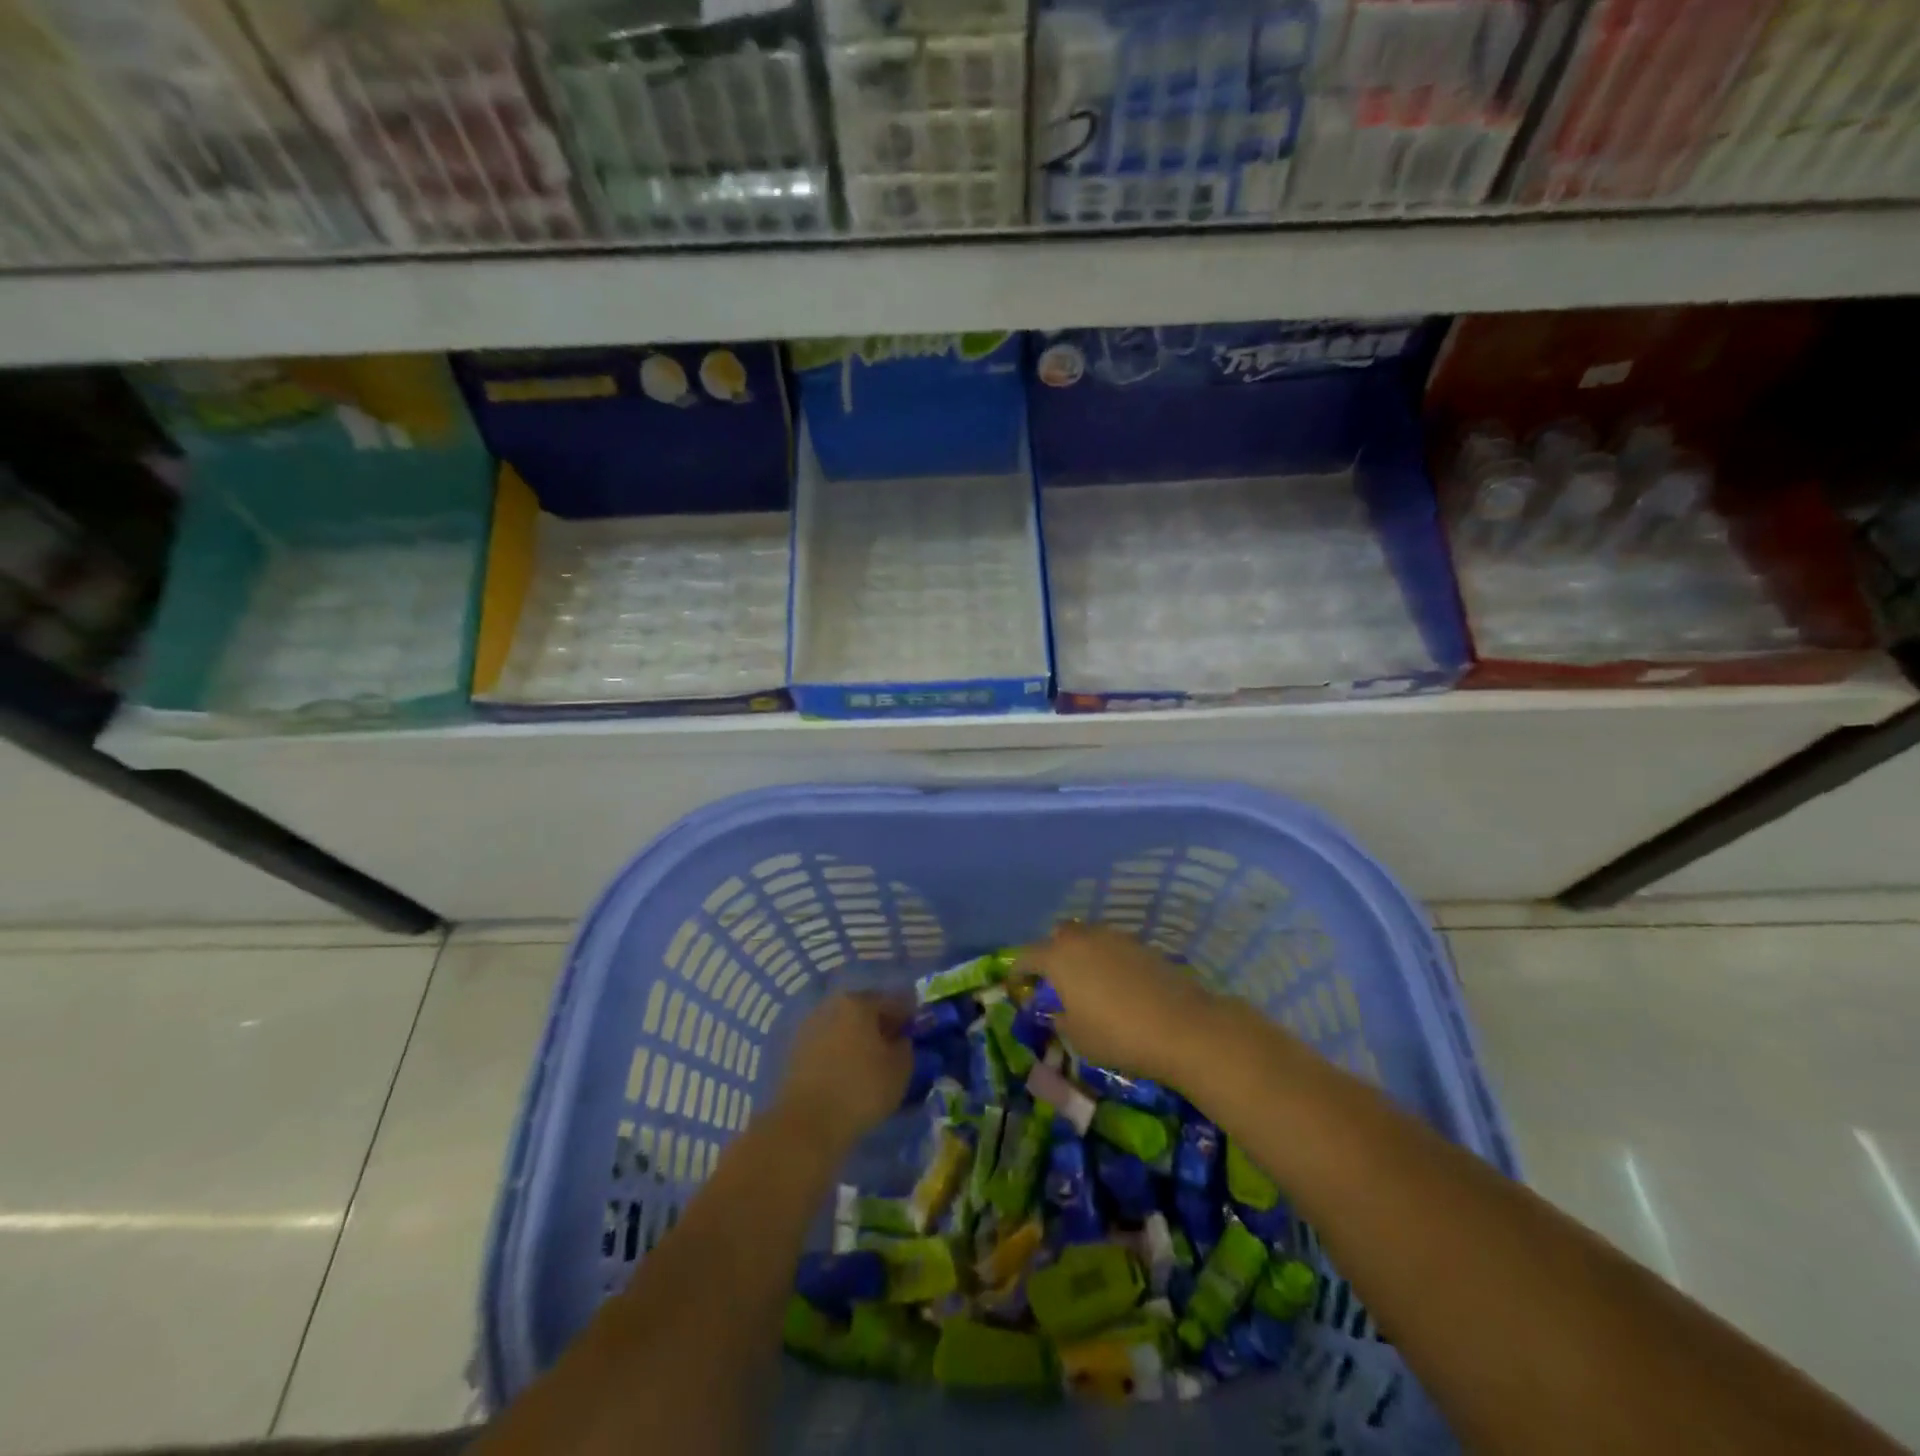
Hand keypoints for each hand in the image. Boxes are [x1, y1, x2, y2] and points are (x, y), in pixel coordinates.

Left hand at [774, 993, 913, 1147]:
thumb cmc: (861, 1089)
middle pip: (865, 1010)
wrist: (807, 1123)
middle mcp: (832, 1006)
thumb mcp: (900, 1069)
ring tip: (872, 1063)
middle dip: (881, 1025)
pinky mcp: (796, 1051)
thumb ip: (906, 1046)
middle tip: (895, 1046)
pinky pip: (828, 1044)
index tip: (917, 1032)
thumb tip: (899, 1040)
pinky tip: (849, 1072)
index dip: (908, 1016)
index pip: (893, 1001)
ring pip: (844, 1027)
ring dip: (859, 1039)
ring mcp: (810, 1027)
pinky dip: (841, 1052)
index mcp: (859, 1002)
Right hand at [1016, 922, 1228, 1085]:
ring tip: (1086, 983)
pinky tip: (1115, 985)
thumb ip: (1058, 1018)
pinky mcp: (1141, 945)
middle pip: (1058, 936)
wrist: (1181, 1026)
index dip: (1018, 972)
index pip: (1026, 956)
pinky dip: (1106, 960)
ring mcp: (1115, 937)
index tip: (1017, 988)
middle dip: (1051, 954)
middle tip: (1054, 981)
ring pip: (1088, 938)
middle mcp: (1083, 938)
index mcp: (1058, 957)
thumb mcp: (1076, 1037)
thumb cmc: (1117, 1034)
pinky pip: (1112, 947)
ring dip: (1081, 955)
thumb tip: (1053, 1010)